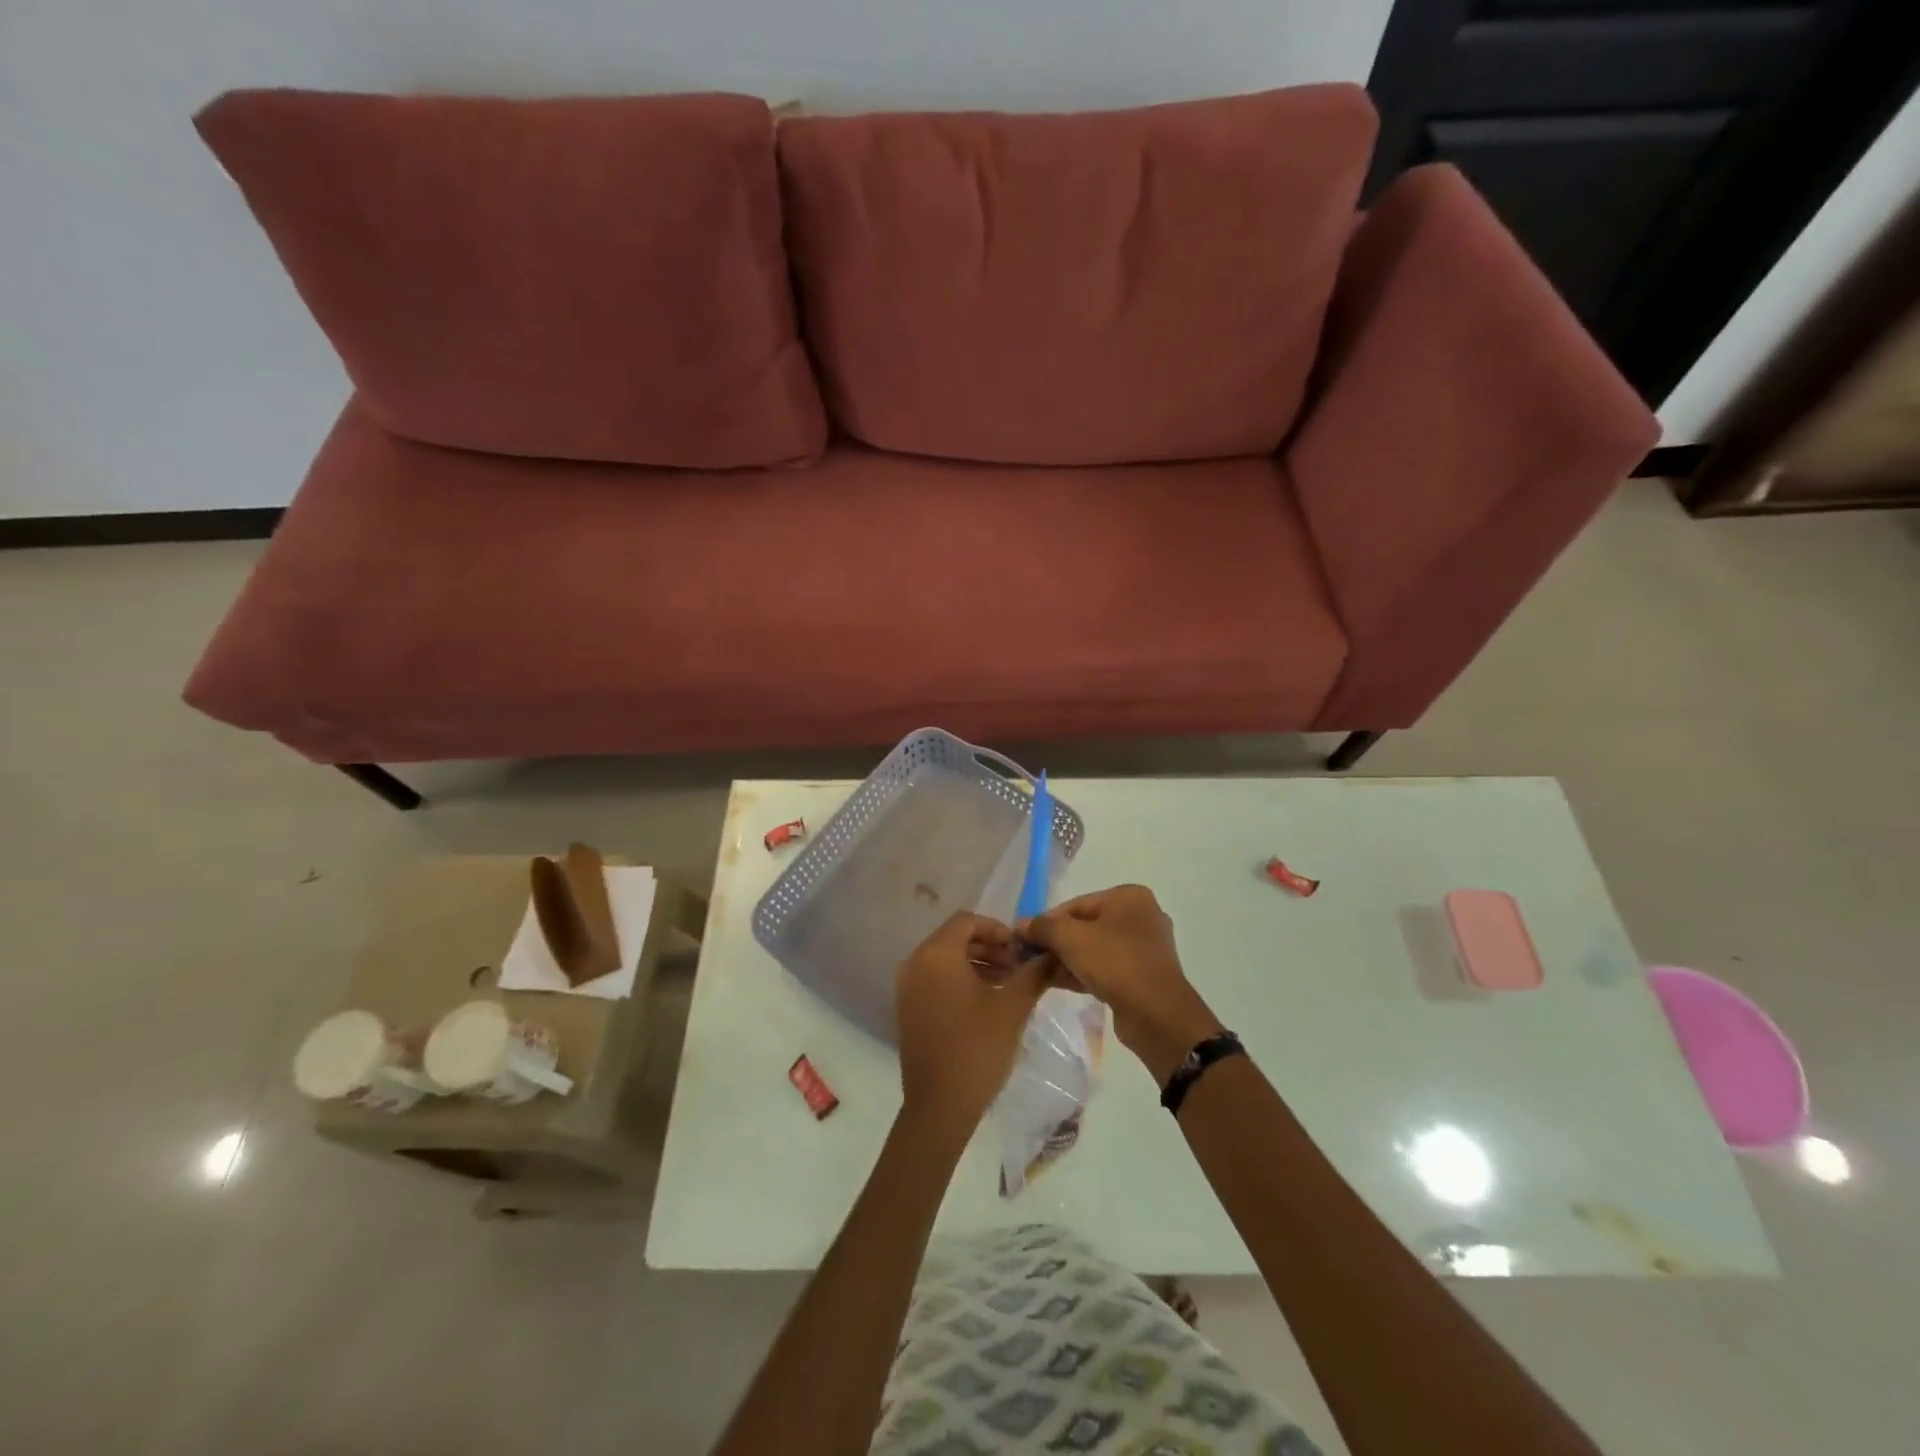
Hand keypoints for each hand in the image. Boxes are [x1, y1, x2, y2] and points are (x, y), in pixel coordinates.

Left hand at [895, 912, 1051, 1141]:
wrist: (940, 1105)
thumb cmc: (978, 1047)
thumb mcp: (1013, 1006)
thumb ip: (1034, 973)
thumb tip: (1052, 953)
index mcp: (936, 954)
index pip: (967, 920)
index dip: (997, 929)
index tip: (1021, 949)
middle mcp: (915, 963)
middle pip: (954, 938)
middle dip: (989, 947)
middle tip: (1019, 967)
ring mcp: (907, 988)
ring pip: (945, 960)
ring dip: (977, 964)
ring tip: (1008, 984)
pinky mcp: (907, 1010)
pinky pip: (935, 980)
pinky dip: (959, 981)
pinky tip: (985, 1002)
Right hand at [1022, 885, 1221, 1082]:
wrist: (1157, 1015)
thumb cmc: (1115, 963)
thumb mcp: (1071, 939)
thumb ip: (1043, 927)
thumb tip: (1022, 926)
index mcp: (1128, 897)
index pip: (1076, 905)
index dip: (1046, 921)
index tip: (1024, 938)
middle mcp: (1140, 916)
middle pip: (1085, 926)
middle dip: (1056, 942)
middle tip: (1029, 957)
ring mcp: (1144, 948)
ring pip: (1095, 948)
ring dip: (1066, 959)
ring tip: (1038, 972)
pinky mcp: (1143, 975)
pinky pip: (1106, 967)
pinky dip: (1083, 972)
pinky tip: (1057, 983)